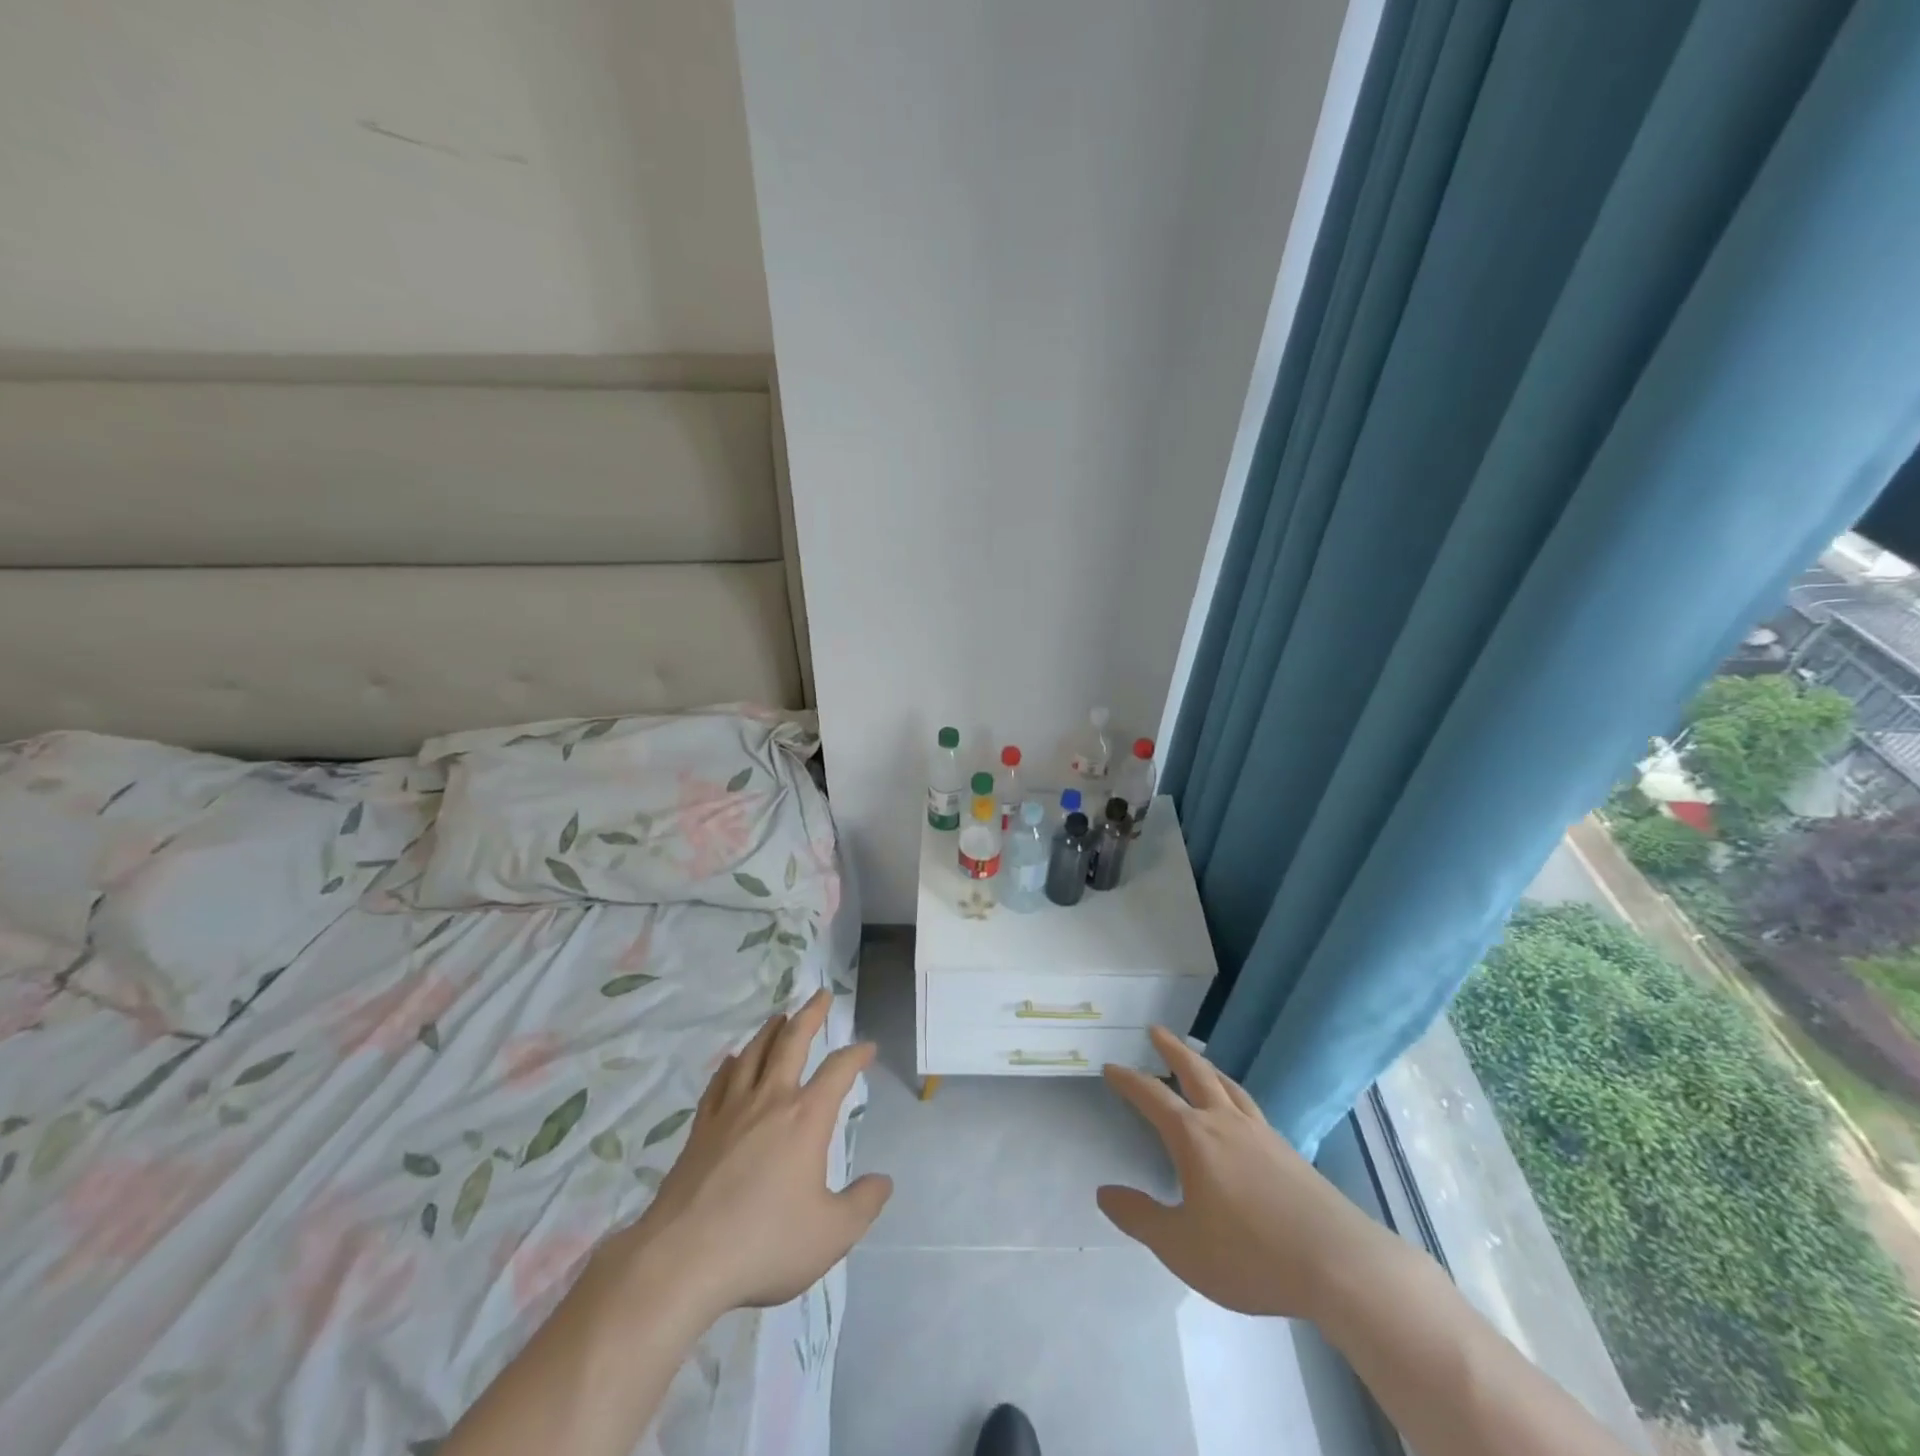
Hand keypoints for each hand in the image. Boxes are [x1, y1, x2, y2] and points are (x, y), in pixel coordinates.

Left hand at [606, 990, 891, 1319]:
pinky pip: (719, 1084)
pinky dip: (730, 1066)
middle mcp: (770, 1101)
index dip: (856, 1054)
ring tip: (780, 1017)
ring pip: (753, 1054)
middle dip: (810, 1015)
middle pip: (792, 1042)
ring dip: (770, 1031)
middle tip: (821, 995)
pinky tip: (731, 1061)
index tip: (868, 1048)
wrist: (683, 1259)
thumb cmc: (764, 1243)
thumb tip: (883, 1181)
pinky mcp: (701, 1129)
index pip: (838, 1071)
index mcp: (806, 1118)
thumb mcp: (831, 1234)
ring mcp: (731, 1111)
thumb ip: (863, 1204)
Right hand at [1097, 1026, 1385, 1318]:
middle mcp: (1225, 1122)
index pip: (1152, 1096)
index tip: (1111, 1067)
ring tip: (1197, 1060)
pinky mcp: (1289, 1151)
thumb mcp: (1181, 1246)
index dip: (1129, 1080)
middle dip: (1172, 1049)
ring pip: (1227, 1085)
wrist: (1338, 1264)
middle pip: (1195, 1071)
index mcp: (1194, 1137)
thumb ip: (1140, 1218)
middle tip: (1156, 1030)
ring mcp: (1262, 1133)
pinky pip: (1250, 1107)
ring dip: (1206, 1066)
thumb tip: (1104, 1193)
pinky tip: (1238, 1110)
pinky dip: (1233, 1094)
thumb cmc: (1250, 1254)